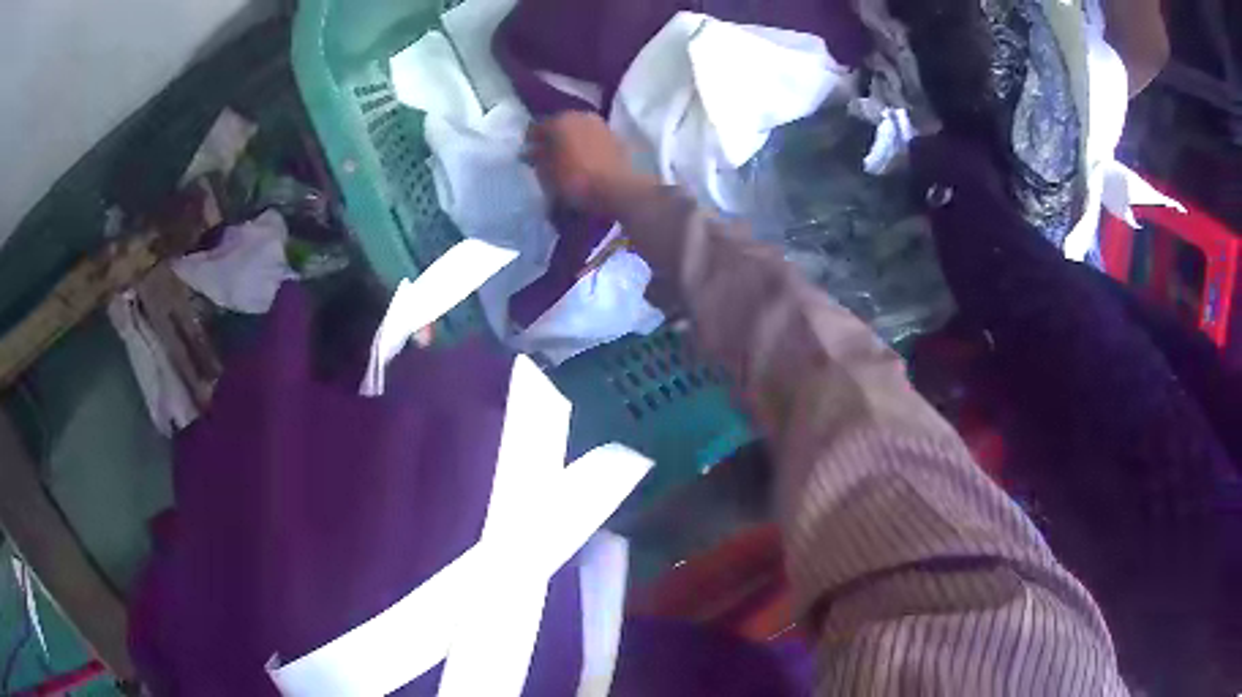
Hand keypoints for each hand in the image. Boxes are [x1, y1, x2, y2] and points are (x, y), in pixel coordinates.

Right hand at [525, 112, 656, 217]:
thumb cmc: (575, 179)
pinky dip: (586, 147)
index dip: (530, 142)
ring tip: (566, 160)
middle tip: (546, 157)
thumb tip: (532, 151)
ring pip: (578, 131)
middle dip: (552, 139)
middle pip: (560, 126)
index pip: (537, 127)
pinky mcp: (616, 138)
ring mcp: (601, 125)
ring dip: (571, 142)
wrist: (616, 188)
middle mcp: (581, 115)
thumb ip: (537, 158)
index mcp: (560, 120)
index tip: (527, 156)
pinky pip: (593, 140)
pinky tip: (583, 162)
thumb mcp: (547, 172)